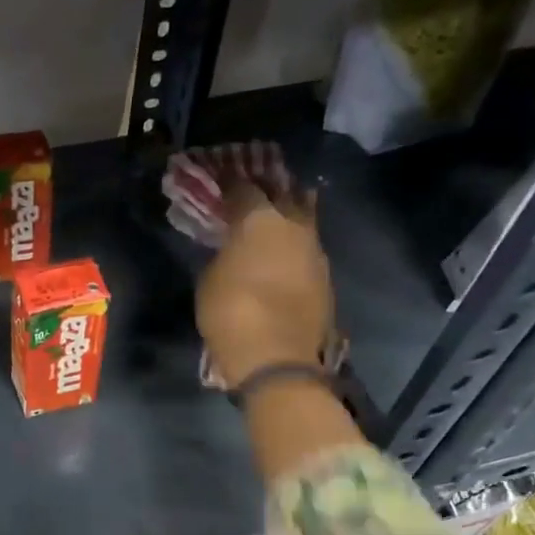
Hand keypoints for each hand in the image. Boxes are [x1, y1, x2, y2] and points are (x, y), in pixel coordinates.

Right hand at [195, 159, 334, 387]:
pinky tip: (286, 250)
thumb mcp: (210, 279)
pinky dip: (296, 244)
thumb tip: (233, 249)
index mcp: (259, 219)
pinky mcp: (325, 276)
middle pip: (283, 193)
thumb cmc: (230, 313)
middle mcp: (293, 224)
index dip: (231, 182)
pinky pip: (308, 248)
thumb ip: (223, 254)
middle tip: (256, 186)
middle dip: (269, 188)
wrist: (276, 356)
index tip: (222, 178)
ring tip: (277, 212)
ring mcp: (314, 250)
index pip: (243, 188)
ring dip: (290, 212)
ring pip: (303, 218)